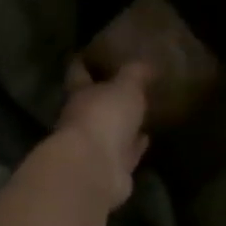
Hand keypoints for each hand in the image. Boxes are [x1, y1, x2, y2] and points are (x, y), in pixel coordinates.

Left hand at [54, 60, 150, 208]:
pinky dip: (135, 147)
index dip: (82, 64)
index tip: (85, 55)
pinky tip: (147, 139)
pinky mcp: (111, 170)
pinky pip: (125, 154)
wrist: (94, 169)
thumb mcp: (125, 87)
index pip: (78, 74)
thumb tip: (144, 63)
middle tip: (123, 86)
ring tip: (140, 113)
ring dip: (122, 125)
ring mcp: (95, 147)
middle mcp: (82, 120)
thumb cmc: (104, 117)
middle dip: (104, 97)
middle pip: (92, 105)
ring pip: (110, 132)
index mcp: (80, 95)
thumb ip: (135, 74)